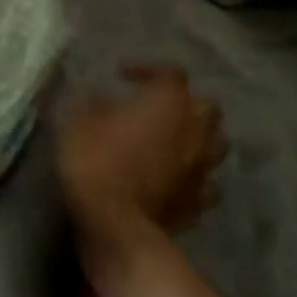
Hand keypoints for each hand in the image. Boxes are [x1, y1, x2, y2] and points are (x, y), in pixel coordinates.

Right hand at [59, 66, 226, 264]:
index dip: (148, 70)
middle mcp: (194, 131)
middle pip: (206, 106)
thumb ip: (97, 104)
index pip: (171, 73)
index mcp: (168, 103)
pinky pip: (206, 184)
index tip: (121, 77)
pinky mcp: (199, 204)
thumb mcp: (80, 120)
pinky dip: (194, 178)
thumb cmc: (96, 161)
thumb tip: (102, 101)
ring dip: (197, 139)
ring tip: (171, 141)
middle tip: (157, 108)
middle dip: (185, 103)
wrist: (116, 226)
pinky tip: (175, 180)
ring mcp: (201, 170)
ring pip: (215, 145)